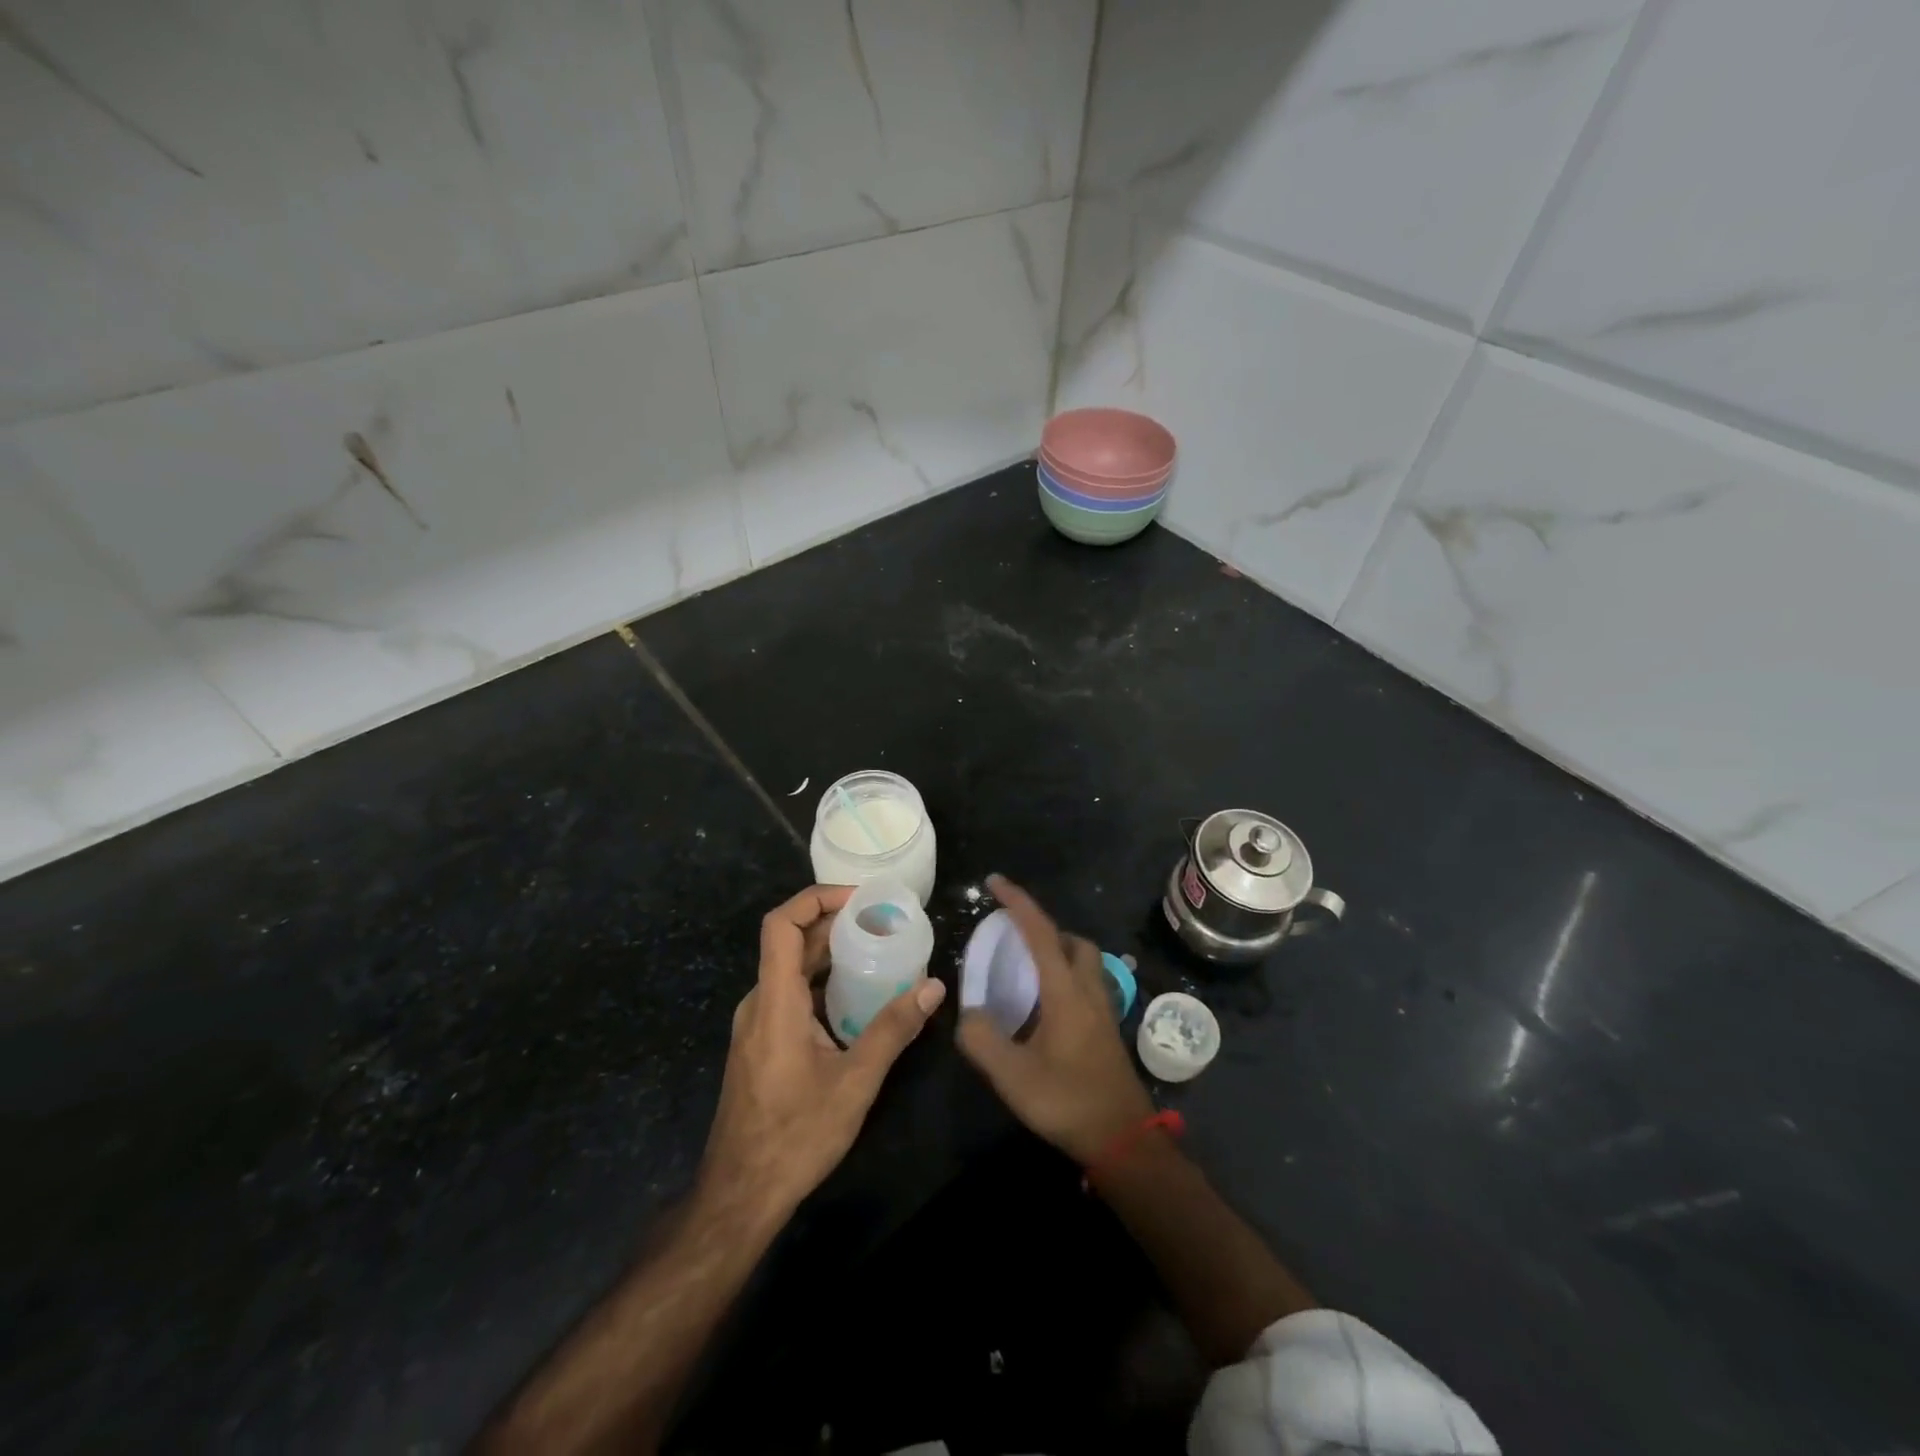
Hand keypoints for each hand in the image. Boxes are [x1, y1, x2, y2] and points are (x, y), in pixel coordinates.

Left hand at [699, 884, 946, 1218]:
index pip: (782, 925)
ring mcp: (756, 1024)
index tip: (859, 899)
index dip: (816, 898)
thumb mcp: (854, 1082)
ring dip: (830, 953)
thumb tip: (933, 987)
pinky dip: (822, 981)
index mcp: (775, 1001)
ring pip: (791, 969)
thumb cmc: (795, 1136)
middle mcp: (759, 1002)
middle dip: (835, 923)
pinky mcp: (761, 1043)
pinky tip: (857, 998)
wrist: (739, 1195)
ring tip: (877, 950)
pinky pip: (790, 994)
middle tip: (883, 921)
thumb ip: (893, 1030)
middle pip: (790, 942)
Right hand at [957, 875, 1154, 1162]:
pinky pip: (1086, 983)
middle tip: (1013, 938)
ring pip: (1084, 961)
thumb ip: (982, 1039)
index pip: (1039, 932)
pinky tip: (1045, 1005)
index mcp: (1065, 991)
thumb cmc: (1068, 1101)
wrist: (1123, 1139)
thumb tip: (967, 1014)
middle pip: (1072, 940)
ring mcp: (1103, 1010)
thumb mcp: (1013, 1076)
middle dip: (1043, 928)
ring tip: (1026, 969)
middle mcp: (1088, 990)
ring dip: (1057, 950)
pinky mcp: (1106, 1028)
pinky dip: (1065, 975)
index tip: (994, 882)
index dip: (1017, 902)